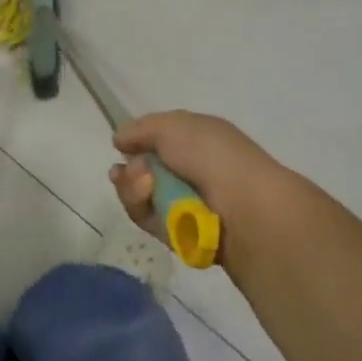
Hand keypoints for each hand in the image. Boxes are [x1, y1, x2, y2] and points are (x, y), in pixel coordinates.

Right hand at [107, 110, 292, 244]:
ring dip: (134, 190)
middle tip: (135, 172)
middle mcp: (190, 172)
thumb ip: (141, 129)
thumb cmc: (211, 155)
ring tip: (146, 186)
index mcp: (196, 141)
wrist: (243, 205)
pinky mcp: (180, 235)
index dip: (136, 144)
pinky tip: (151, 202)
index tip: (120, 147)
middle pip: (141, 172)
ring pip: (140, 198)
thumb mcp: (173, 126)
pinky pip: (149, 222)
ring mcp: (185, 204)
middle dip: (130, 172)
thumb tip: (119, 139)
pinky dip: (145, 211)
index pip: (156, 142)